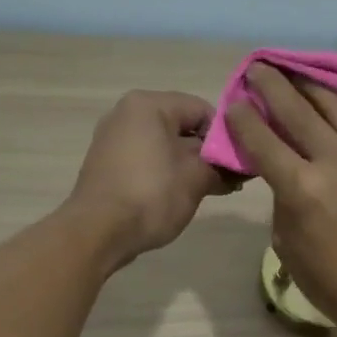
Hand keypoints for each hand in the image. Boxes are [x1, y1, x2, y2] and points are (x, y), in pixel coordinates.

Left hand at [67, 90, 236, 270]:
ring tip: (211, 191)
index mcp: (148, 105)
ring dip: (190, 166)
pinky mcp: (107, 165)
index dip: (225, 136)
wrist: (97, 232)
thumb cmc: (151, 196)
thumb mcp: (196, 179)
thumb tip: (239, 168)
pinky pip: (146, 161)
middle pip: (182, 127)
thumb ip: (221, 166)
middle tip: (231, 181)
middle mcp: (126, 114)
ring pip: (164, 146)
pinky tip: (182, 196)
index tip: (239, 164)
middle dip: (208, 154)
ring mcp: (113, 140)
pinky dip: (166, 174)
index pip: (202, 109)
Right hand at [226, 63, 336, 336]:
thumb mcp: (288, 245)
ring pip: (335, 105)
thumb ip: (283, 201)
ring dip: (310, 85)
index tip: (234, 102)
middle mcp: (333, 162)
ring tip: (295, 73)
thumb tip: (284, 175)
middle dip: (273, 85)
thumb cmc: (331, 282)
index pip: (264, 141)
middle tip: (258, 68)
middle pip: (298, 110)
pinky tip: (328, 102)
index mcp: (302, 189)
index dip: (244, 118)